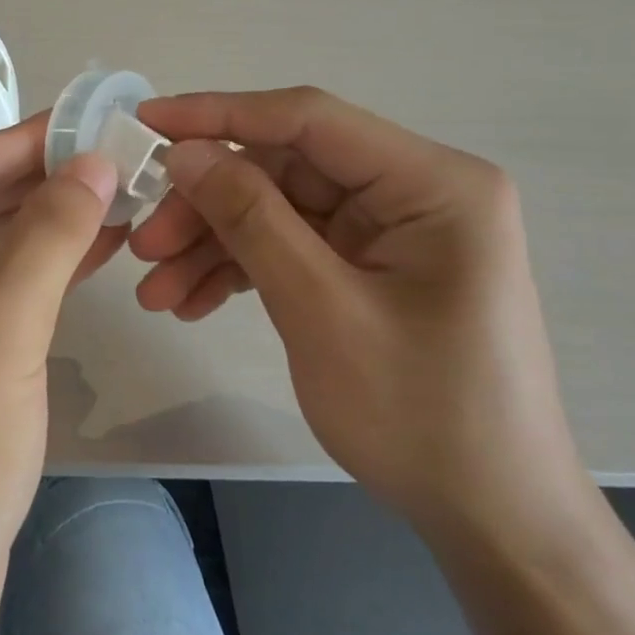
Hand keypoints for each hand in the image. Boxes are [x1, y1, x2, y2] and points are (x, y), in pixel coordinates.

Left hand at [0, 115, 122, 627]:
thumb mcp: (2, 330)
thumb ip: (48, 235)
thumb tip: (91, 161)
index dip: (31, 139)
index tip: (97, 118)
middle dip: (43, 180)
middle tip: (119, 158)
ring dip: (44, 223)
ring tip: (117, 198)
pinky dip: (33, 269)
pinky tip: (89, 252)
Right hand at [129, 88, 589, 537]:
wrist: (491, 519)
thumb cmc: (422, 415)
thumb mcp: (322, 311)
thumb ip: (251, 219)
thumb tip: (184, 153)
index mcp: (432, 183)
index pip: (308, 120)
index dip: (219, 114)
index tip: (146, 122)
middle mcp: (414, 193)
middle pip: (284, 171)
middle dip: (207, 206)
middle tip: (142, 245)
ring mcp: (392, 233)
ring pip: (279, 212)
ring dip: (213, 245)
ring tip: (156, 292)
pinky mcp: (371, 269)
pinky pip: (293, 249)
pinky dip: (241, 270)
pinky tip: (193, 303)